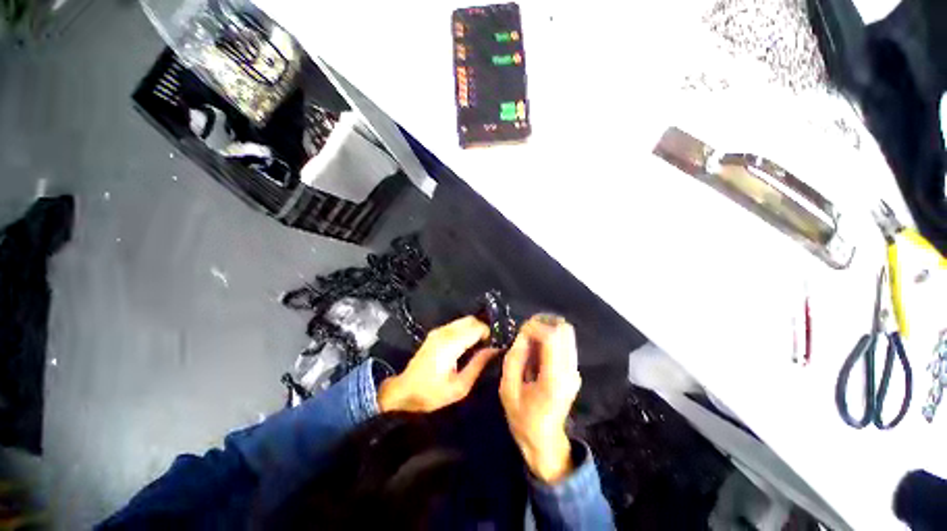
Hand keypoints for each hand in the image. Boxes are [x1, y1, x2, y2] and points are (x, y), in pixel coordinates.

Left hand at [378, 316, 498, 413]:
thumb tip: (494, 350)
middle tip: (488, 346)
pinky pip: (456, 325)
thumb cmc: (432, 393)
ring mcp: (439, 330)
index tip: (493, 346)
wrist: (403, 391)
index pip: (477, 327)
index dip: (488, 334)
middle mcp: (445, 332)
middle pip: (471, 319)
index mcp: (451, 344)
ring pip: (464, 320)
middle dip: (483, 329)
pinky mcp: (435, 333)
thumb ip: (478, 364)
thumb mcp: (459, 386)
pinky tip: (467, 345)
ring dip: (474, 328)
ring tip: (479, 346)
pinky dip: (466, 330)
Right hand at [500, 315, 580, 483]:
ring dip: (547, 329)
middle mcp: (569, 372)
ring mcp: (575, 371)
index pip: (552, 338)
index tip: (520, 330)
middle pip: (564, 331)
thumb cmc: (523, 418)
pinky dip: (551, 338)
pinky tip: (537, 349)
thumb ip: (514, 359)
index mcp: (553, 380)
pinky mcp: (574, 370)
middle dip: (543, 323)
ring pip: (567, 334)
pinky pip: (565, 343)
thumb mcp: (508, 390)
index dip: (535, 326)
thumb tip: (522, 335)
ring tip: (530, 338)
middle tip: (526, 331)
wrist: (545, 441)